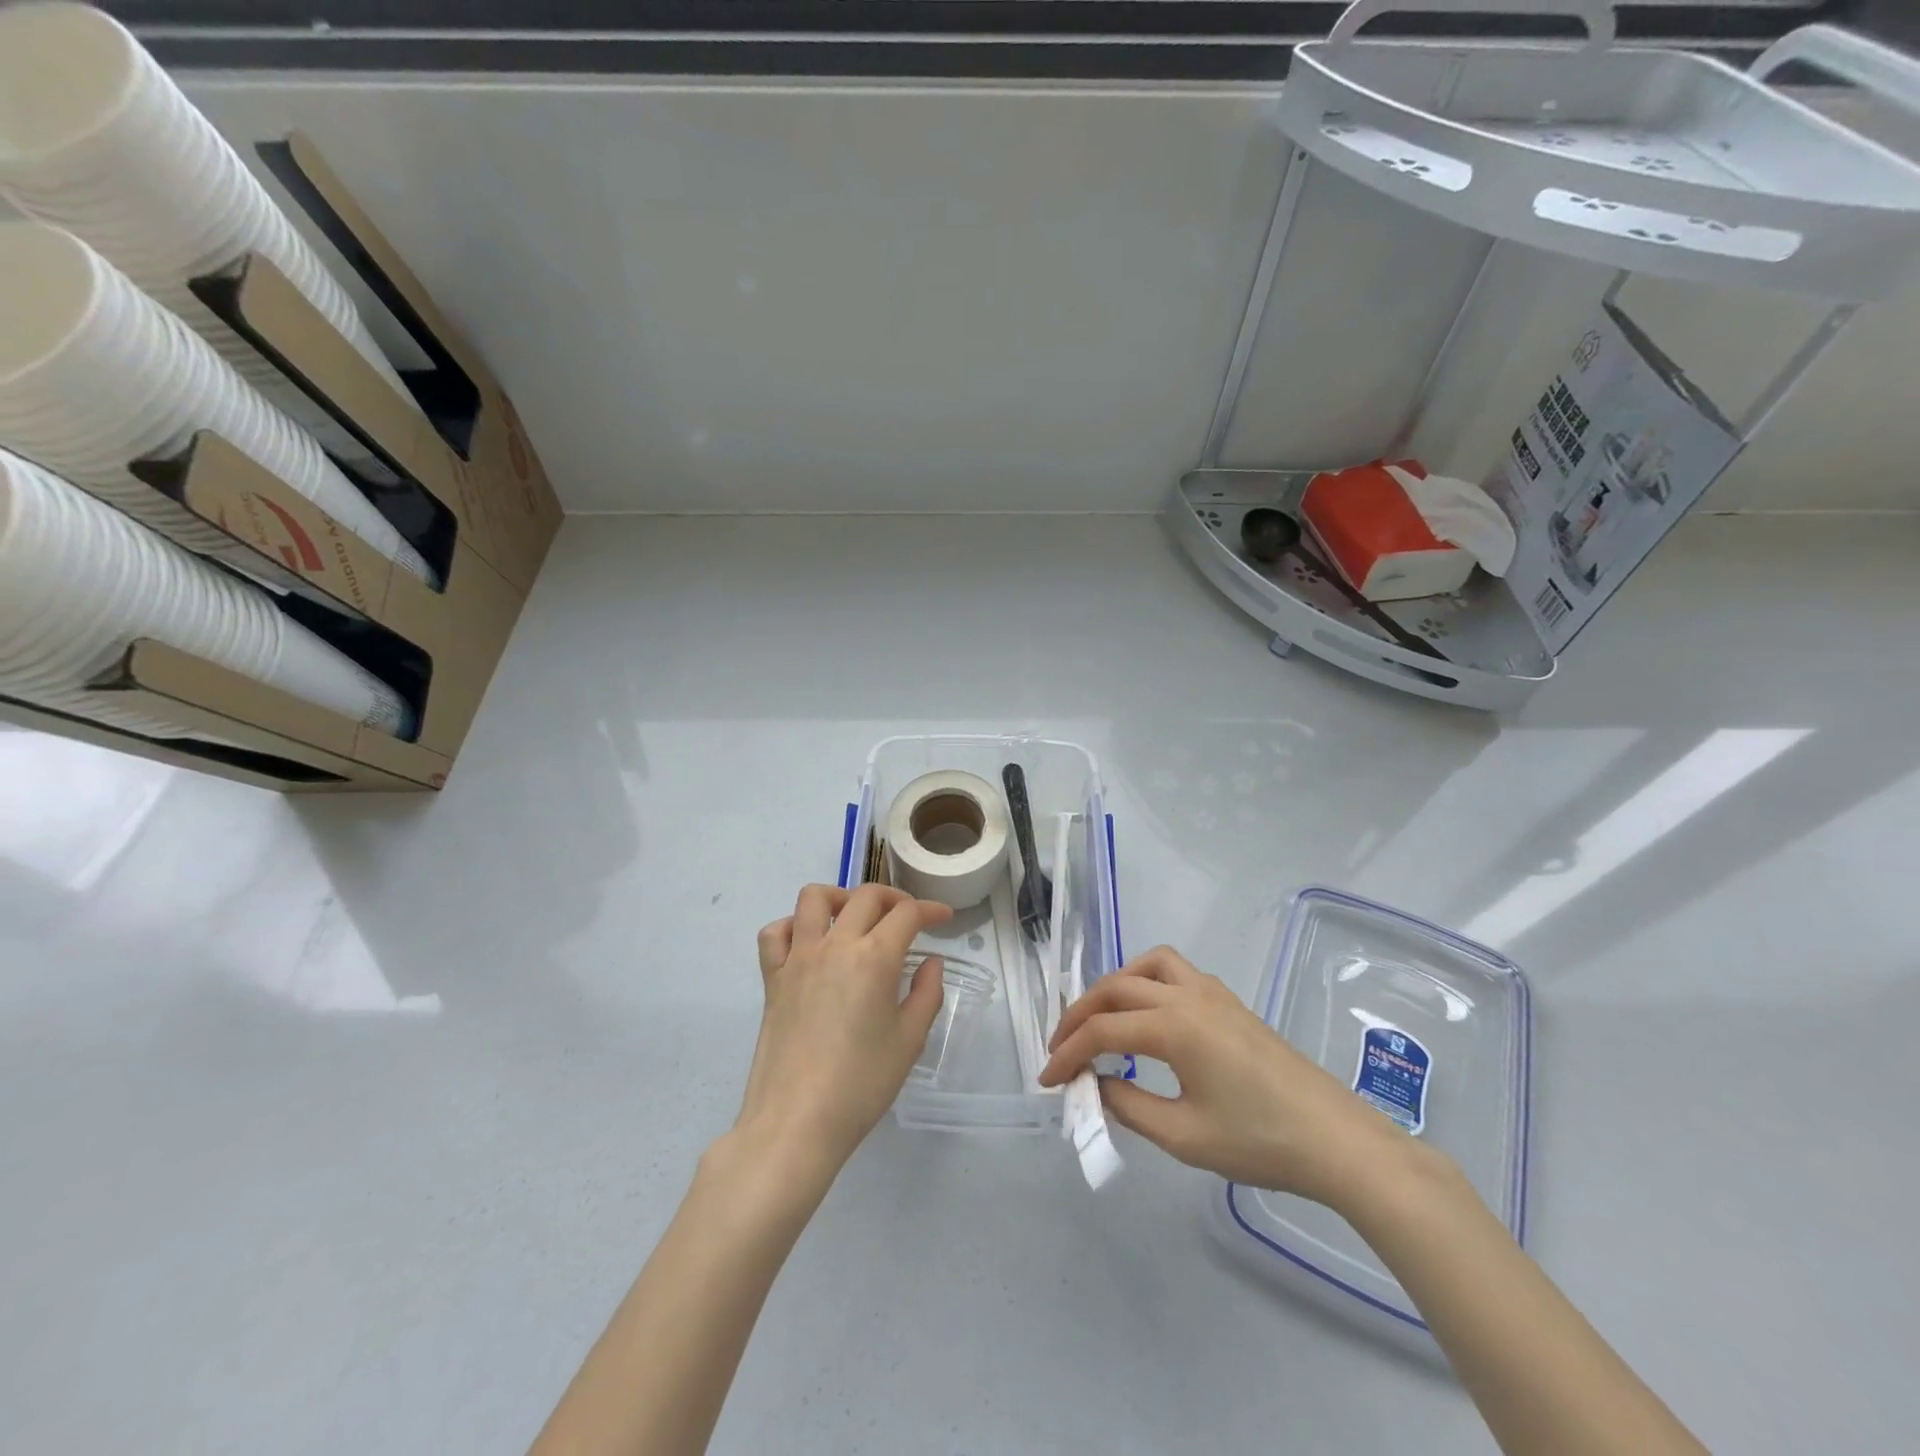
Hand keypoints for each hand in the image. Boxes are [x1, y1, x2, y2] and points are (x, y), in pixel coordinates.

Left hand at [736, 884, 953, 1180]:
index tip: (944, 918)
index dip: (931, 909)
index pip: (907, 914)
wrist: (796, 1122)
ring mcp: (798, 958)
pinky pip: (775, 933)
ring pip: (814, 898)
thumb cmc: (861, 1085)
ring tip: (854, 918)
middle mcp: (836, 945)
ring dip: (840, 897)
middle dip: (894, 899)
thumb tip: (931, 963)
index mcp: (875, 958)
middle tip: (908, 919)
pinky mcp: (772, 978)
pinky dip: (793, 927)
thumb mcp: (909, 1041)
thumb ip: (927, 994)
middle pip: (866, 896)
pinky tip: (809, 943)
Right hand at [1039, 945, 1411, 1209]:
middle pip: (1116, 988)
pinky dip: (1147, 981)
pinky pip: (1175, 972)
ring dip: (1115, 986)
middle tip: (1061, 1047)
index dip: (1067, 1053)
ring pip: (1147, 966)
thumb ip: (1129, 1106)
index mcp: (1173, 1026)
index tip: (1047, 1080)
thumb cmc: (1259, 1141)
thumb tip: (1097, 1084)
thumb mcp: (1183, 1136)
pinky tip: (1150, 1016)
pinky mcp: (1229, 1002)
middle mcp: (1187, 995)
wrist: (1336, 1140)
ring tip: (1101, 1019)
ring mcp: (1211, 993)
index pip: (1102, 1031)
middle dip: (1080, 1014)